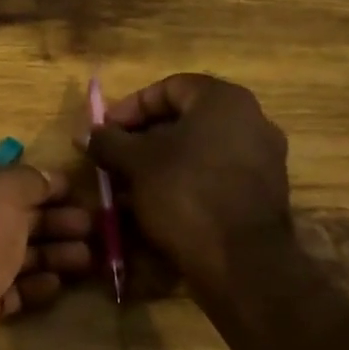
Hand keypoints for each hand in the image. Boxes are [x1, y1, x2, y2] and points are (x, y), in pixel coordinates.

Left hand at [0, 163, 92, 349]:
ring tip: (90, 258)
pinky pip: (7, 290)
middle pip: (8, 216)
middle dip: (52, 219)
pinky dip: (32, 285)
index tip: (76, 190)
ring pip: (11, 254)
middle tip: (94, 227)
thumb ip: (27, 179)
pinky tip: (57, 285)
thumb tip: (46, 179)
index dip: (37, 181)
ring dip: (51, 253)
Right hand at [81, 74, 291, 296]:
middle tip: (113, 159)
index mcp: (224, 100)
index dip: (130, 106)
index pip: (168, 87)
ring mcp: (262, 159)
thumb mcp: (135, 163)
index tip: (105, 131)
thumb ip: (108, 141)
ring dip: (160, 163)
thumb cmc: (186, 193)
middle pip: (184, 119)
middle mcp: (251, 120)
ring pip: (198, 150)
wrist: (242, 262)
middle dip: (142, 138)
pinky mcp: (263, 193)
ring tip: (128, 186)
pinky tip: (157, 205)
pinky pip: (214, 176)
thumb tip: (86, 133)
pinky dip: (184, 183)